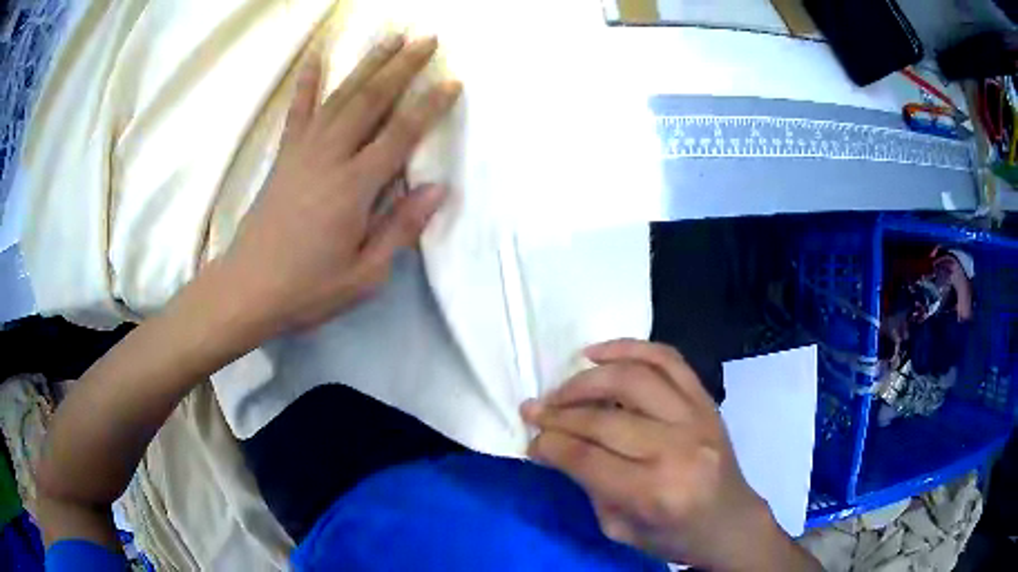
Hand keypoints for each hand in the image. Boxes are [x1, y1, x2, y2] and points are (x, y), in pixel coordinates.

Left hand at [221, 34, 460, 333]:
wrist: (247, 289)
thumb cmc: (308, 288)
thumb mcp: (364, 274)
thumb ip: (400, 228)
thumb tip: (437, 188)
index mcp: (354, 187)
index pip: (401, 134)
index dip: (430, 105)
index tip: (452, 80)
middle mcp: (330, 157)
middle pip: (372, 100)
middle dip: (402, 66)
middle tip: (426, 39)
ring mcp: (303, 151)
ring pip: (341, 95)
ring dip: (368, 63)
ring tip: (391, 37)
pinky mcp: (285, 155)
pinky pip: (298, 110)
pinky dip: (308, 81)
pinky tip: (316, 56)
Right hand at [522, 340, 818, 570]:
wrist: (730, 521)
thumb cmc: (675, 535)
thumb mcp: (620, 529)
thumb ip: (589, 485)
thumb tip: (556, 445)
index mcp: (654, 493)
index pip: (587, 457)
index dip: (549, 444)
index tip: (530, 439)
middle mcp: (677, 449)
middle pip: (603, 419)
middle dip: (558, 413)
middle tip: (534, 411)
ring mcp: (697, 418)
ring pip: (632, 379)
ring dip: (587, 379)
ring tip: (562, 387)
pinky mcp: (706, 401)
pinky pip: (667, 359)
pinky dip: (630, 347)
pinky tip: (599, 353)